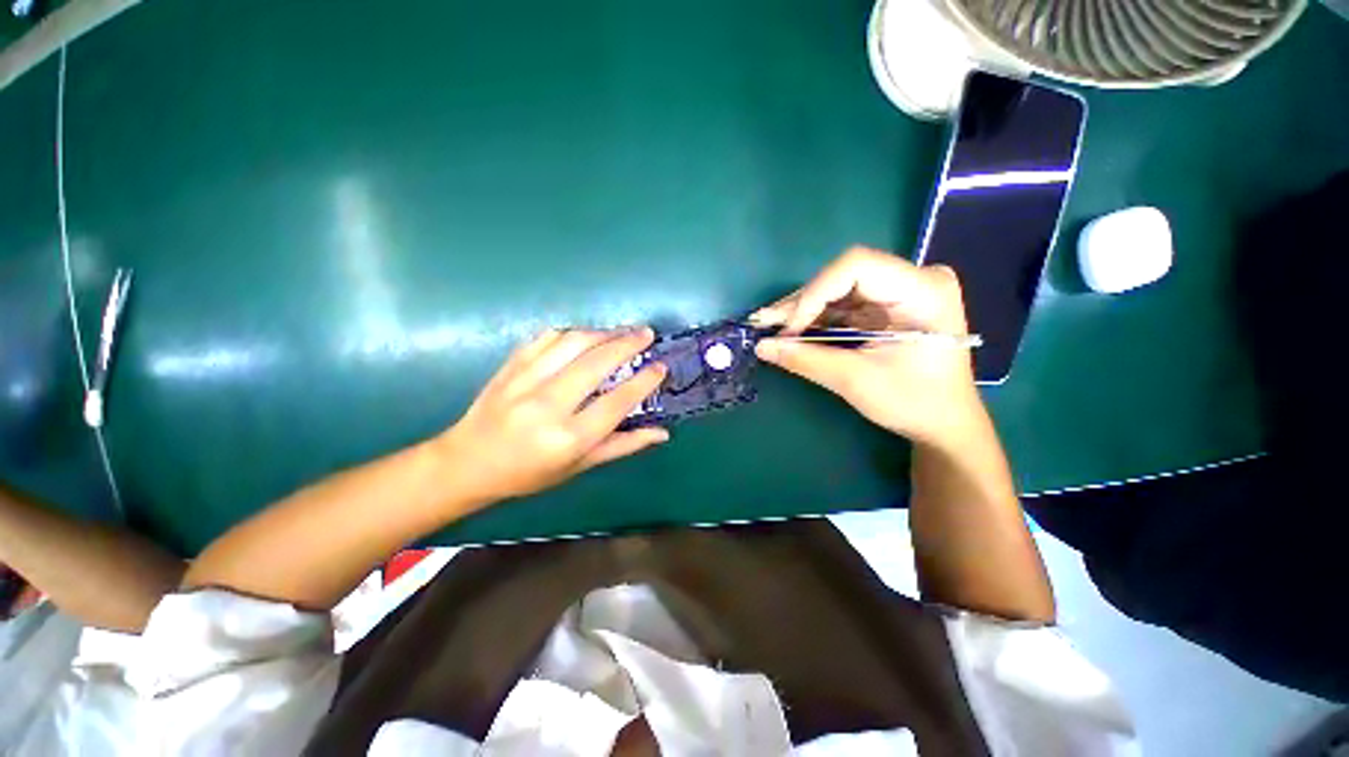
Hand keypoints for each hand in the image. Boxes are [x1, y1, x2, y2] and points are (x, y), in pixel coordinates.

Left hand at [439, 328, 669, 502]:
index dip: (644, 382)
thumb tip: (662, 433)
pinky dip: (572, 332)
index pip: (617, 402)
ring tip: (622, 332)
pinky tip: (586, 335)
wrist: (468, 462)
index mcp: (568, 437)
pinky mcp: (510, 365)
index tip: (660, 366)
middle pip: (597, 363)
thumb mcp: (580, 466)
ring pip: (573, 343)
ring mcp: (525, 381)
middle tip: (647, 334)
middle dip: (627, 343)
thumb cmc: (529, 473)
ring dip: (603, 333)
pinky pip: (546, 337)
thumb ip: (623, 446)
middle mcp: (548, 405)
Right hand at [752, 247, 984, 449]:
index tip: (788, 329)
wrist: (944, 423)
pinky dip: (815, 319)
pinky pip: (843, 304)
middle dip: (802, 303)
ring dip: (803, 311)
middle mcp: (914, 279)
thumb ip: (806, 359)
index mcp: (923, 289)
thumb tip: (761, 347)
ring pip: (837, 289)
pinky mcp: (887, 305)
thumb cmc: (913, 403)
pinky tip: (792, 330)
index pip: (856, 266)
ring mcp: (901, 290)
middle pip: (843, 276)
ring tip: (771, 328)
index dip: (814, 292)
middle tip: (764, 325)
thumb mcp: (856, 380)